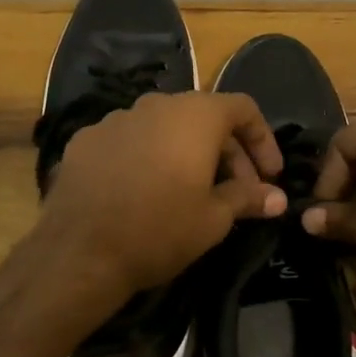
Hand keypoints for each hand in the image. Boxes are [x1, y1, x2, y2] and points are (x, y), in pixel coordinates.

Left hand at [39, 91, 286, 299]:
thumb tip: (276, 198)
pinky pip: (130, 140)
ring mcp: (116, 119)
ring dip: (186, 153)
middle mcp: (156, 104)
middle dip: (228, 152)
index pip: (242, 108)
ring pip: (165, 127)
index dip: (263, 140)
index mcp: (194, 115)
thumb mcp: (214, 219)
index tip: (269, 175)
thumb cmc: (160, 230)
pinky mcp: (86, 139)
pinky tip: (144, 192)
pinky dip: (147, 158)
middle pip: (204, 117)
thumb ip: (247, 198)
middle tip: (238, 192)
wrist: (79, 252)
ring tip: (191, 192)